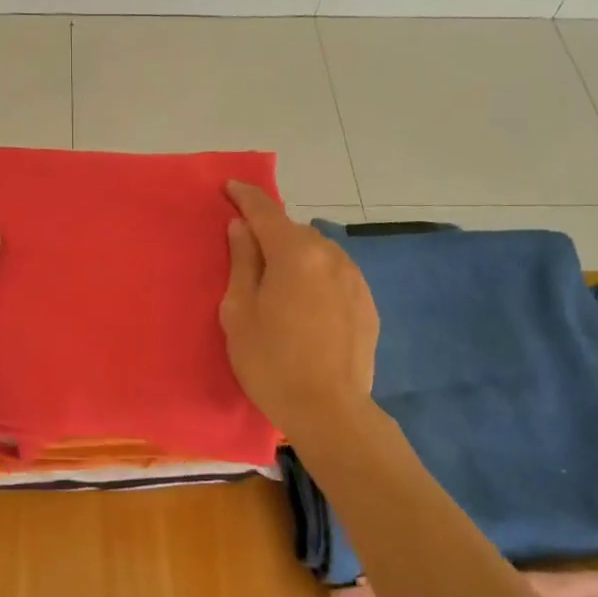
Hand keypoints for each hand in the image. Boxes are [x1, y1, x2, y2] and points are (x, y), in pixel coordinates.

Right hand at [219, 182, 377, 438]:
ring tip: (278, 283)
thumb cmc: (271, 361)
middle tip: (248, 252)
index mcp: (295, 252)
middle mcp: (330, 255)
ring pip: (317, 253)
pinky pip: (334, 275)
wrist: (329, 409)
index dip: (246, 196)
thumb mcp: (239, 312)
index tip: (230, 187)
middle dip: (270, 234)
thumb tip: (242, 227)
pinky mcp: (366, 303)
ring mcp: (354, 278)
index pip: (266, 211)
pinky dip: (316, 277)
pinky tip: (305, 306)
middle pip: (293, 231)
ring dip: (295, 256)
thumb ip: (242, 262)